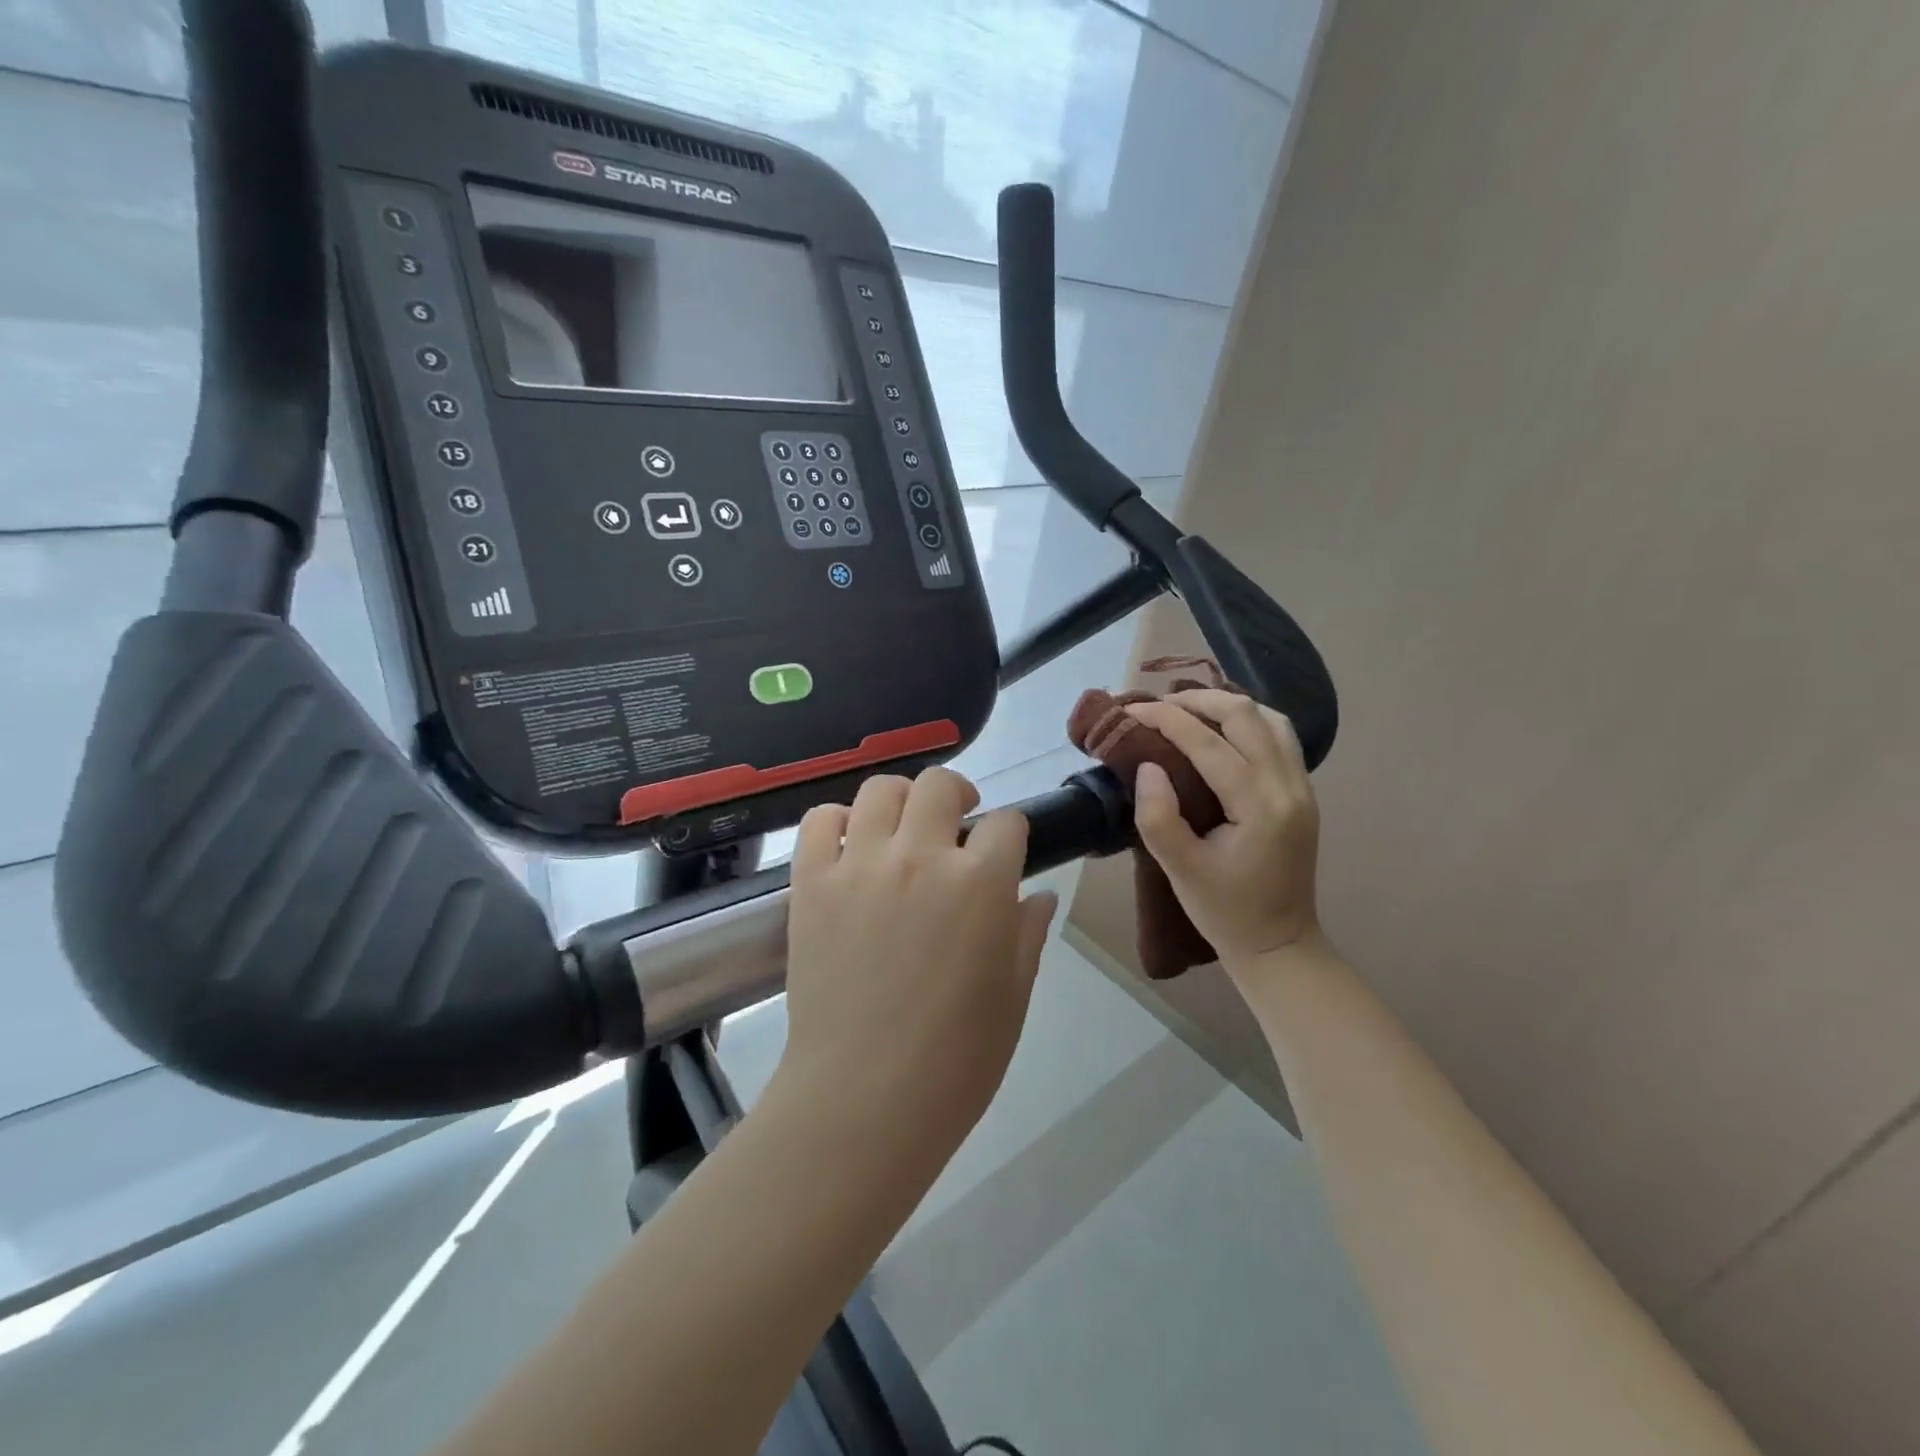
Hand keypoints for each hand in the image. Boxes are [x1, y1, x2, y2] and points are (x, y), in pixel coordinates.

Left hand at [777, 768, 1056, 1157]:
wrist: (864, 1099)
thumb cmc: (956, 1059)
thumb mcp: (1013, 995)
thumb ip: (1028, 933)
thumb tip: (1038, 895)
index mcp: (980, 883)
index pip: (1006, 823)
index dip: (1009, 835)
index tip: (1003, 855)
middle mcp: (920, 857)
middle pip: (940, 784)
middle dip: (957, 796)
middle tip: (955, 827)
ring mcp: (860, 865)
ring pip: (880, 789)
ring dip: (900, 801)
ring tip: (902, 831)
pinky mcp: (811, 883)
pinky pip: (819, 822)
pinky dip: (837, 822)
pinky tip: (850, 847)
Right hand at [1123, 690, 1323, 966]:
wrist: (1280, 945)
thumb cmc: (1225, 912)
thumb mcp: (1180, 871)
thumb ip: (1158, 817)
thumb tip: (1147, 766)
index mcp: (1259, 806)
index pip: (1208, 742)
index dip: (1166, 719)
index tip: (1132, 711)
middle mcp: (1288, 787)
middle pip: (1246, 715)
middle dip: (1197, 701)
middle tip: (1158, 707)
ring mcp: (1302, 788)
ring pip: (1270, 719)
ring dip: (1227, 706)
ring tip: (1188, 711)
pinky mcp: (1302, 793)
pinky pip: (1279, 737)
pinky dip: (1247, 722)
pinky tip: (1221, 731)